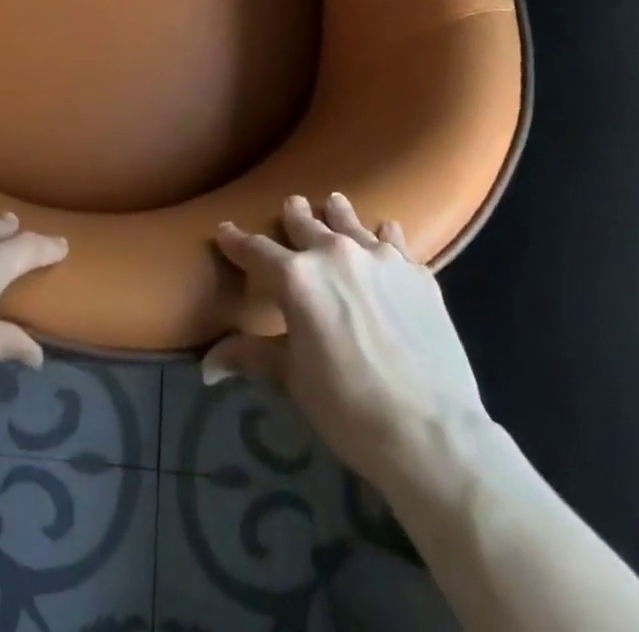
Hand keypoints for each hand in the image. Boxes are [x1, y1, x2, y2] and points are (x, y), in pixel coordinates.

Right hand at [205, 193, 488, 473]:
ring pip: (349, 220)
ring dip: (337, 213)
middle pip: (305, 222)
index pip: (255, 250)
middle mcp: (333, 253)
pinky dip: (383, 235)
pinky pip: (394, 240)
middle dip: (293, 214)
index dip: (236, 240)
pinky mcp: (416, 272)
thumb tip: (207, 366)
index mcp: (295, 278)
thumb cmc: (348, 408)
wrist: (432, 433)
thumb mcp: (293, 379)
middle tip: (292, 205)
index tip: (225, 230)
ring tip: (334, 204)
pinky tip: (385, 234)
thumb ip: (252, 356)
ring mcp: (379, 258)